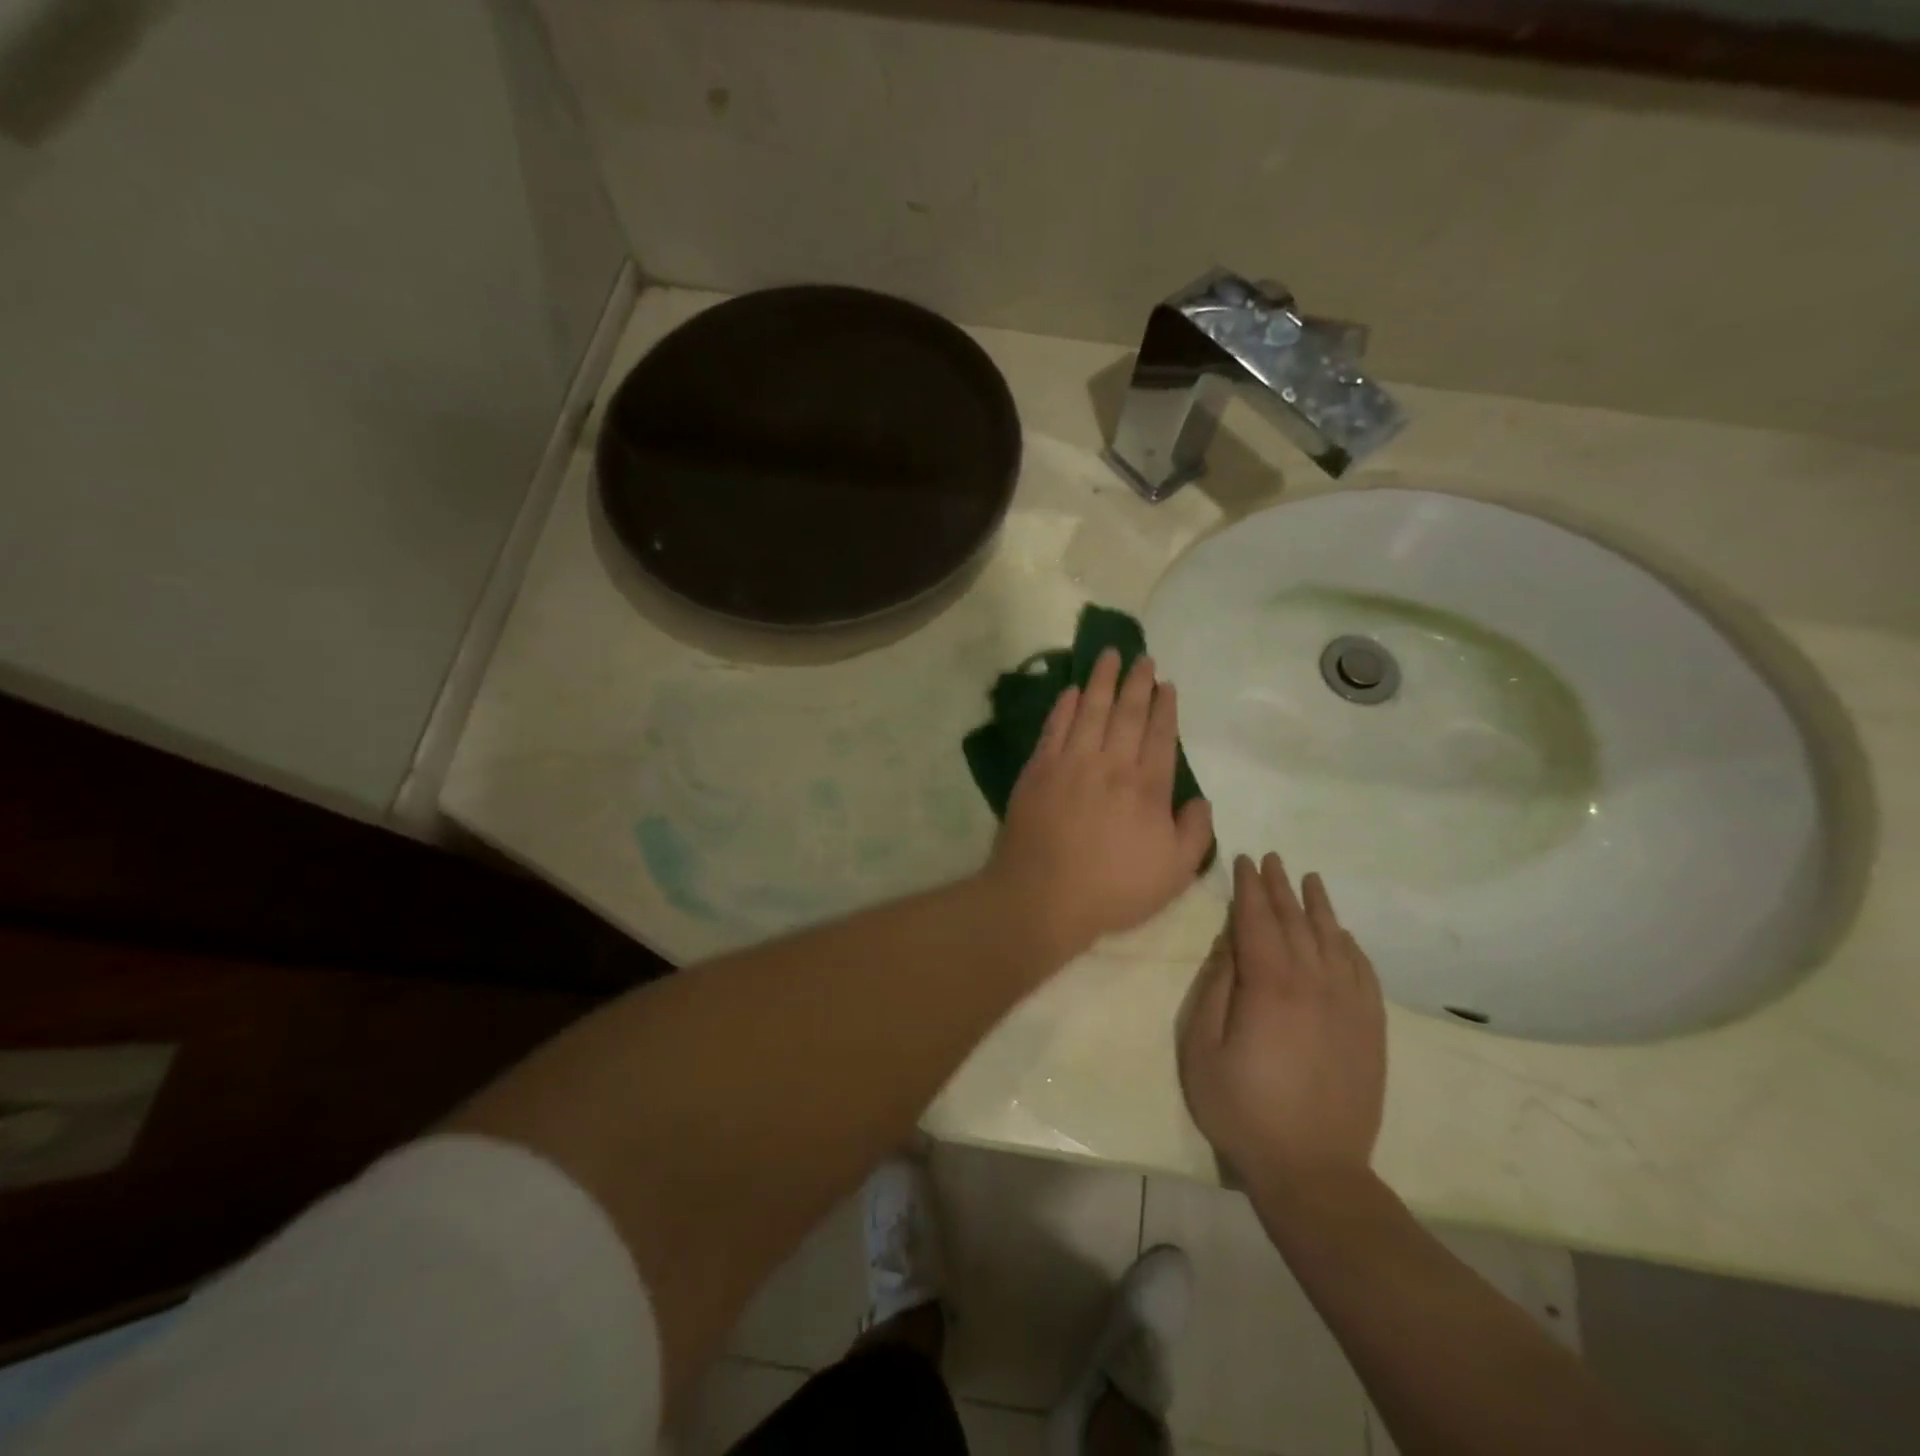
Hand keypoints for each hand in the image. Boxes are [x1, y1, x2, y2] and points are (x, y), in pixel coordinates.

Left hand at [987, 649, 1213, 959]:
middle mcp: (1111, 765)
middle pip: (1127, 714)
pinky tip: (1071, 691)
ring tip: (1109, 655)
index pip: (1160, 736)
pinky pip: (1054, 728)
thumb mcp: (1175, 873)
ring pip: (1090, 711)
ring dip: (1102, 681)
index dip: (1164, 708)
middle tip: (1142, 658)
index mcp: (1147, 788)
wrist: (1043, 895)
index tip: (1166, 685)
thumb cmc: (1113, 889)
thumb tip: (1200, 800)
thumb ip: (1195, 832)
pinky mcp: (1038, 770)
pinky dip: (1064, 707)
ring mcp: (1071, 763)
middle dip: (1137, 683)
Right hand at [1178, 854, 1385, 1199]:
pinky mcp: (1371, 1029)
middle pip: (1296, 922)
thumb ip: (1216, 989)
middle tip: (1272, 859)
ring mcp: (1349, 1006)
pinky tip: (1343, 934)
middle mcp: (1314, 984)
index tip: (1244, 861)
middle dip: (1280, 887)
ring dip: (1318, 907)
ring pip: (1333, 940)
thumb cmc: (1242, 1109)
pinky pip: (1363, 972)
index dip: (1249, 889)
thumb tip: (1229, 945)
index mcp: (1269, 986)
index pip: (1257, 921)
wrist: (1314, 1171)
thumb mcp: (1202, 1048)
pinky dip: (1351, 946)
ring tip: (1309, 880)